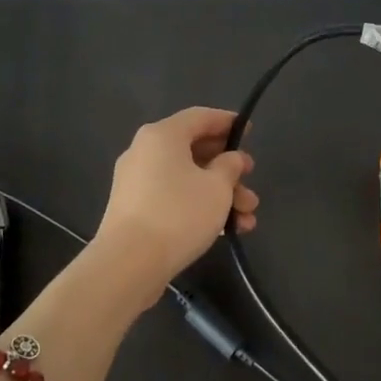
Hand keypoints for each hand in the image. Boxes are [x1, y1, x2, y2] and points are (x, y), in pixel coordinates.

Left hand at [95, 107, 259, 287]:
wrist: (129, 263)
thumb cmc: (179, 214)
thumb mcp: (217, 187)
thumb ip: (230, 166)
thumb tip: (230, 159)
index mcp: (162, 135)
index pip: (200, 117)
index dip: (228, 122)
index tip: (249, 133)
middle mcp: (145, 152)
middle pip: (194, 150)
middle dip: (228, 170)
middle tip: (251, 182)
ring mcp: (137, 182)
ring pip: (187, 178)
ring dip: (220, 195)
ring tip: (247, 219)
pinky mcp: (135, 210)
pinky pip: (173, 198)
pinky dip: (199, 207)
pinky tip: (224, 230)